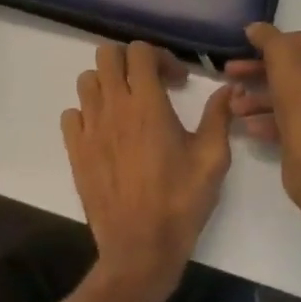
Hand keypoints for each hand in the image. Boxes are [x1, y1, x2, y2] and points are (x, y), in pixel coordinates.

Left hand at [62, 42, 233, 301]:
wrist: (140, 249)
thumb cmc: (180, 202)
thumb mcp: (213, 158)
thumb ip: (219, 116)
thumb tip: (229, 88)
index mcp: (147, 104)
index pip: (140, 52)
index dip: (160, 57)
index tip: (177, 81)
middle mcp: (114, 107)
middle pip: (107, 55)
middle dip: (130, 60)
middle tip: (150, 82)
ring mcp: (90, 129)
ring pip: (87, 81)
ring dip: (108, 83)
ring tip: (128, 105)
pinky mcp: (76, 151)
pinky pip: (71, 114)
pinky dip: (87, 112)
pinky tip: (106, 130)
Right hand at [225, 23, 300, 205]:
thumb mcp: (281, 56)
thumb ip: (267, 37)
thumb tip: (255, 28)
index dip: (270, 45)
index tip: (245, 51)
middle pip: (297, 70)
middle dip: (260, 73)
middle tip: (231, 74)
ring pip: (295, 97)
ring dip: (262, 99)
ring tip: (235, 106)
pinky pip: (298, 121)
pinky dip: (273, 120)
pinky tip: (249, 125)